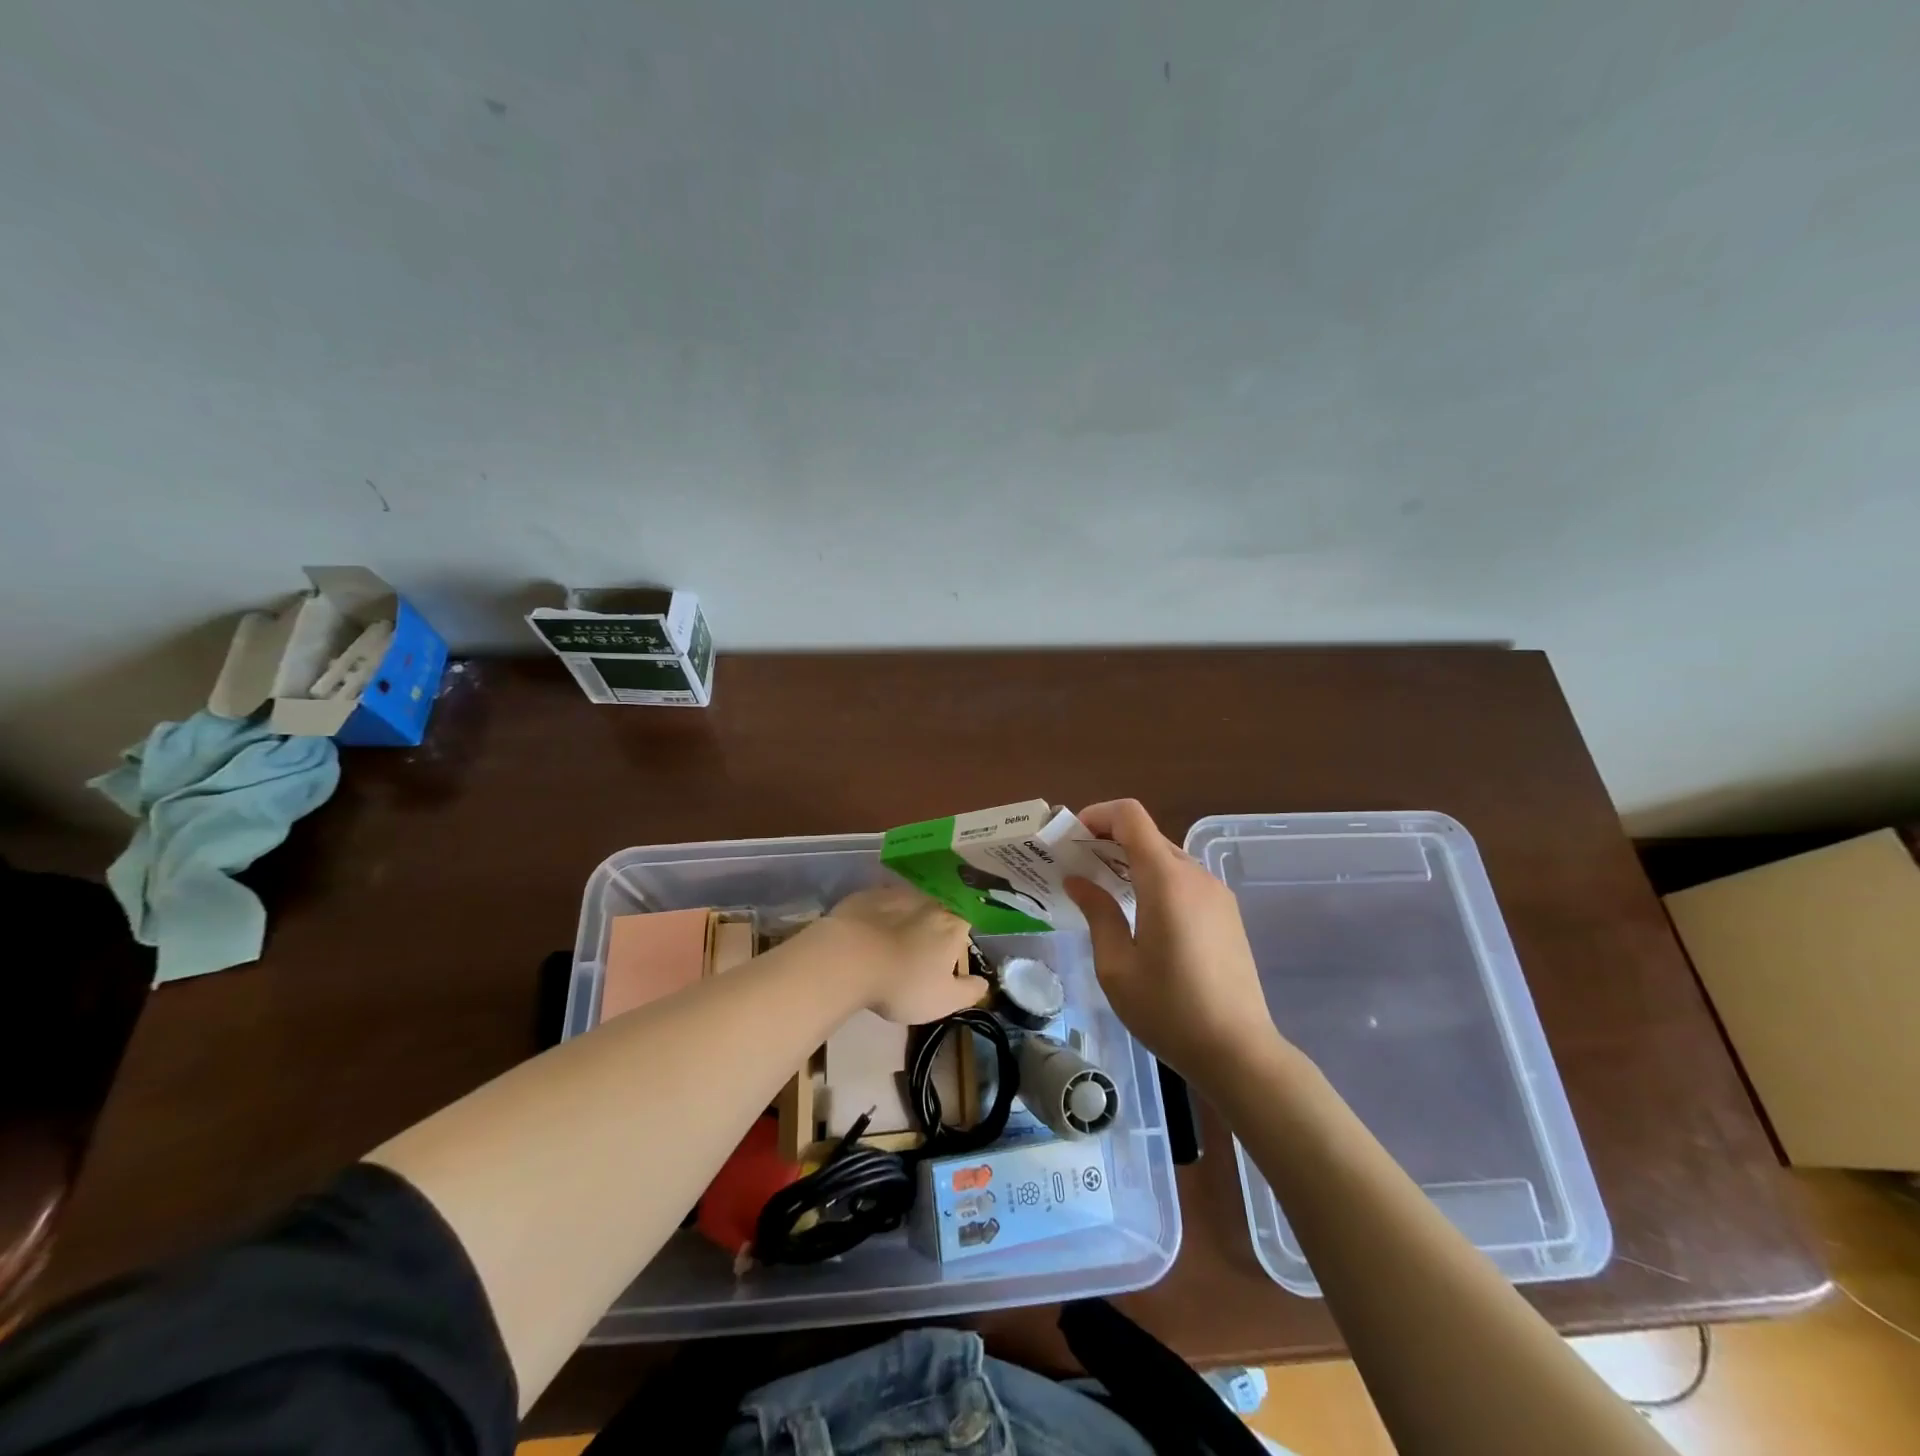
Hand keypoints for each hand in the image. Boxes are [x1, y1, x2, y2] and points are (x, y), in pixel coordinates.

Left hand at [816, 887, 987, 1024]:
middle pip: (938, 910)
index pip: (966, 922)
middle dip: (932, 926)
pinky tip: (868, 933)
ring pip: (908, 904)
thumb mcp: (944, 1001)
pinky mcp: (866, 894)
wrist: (848, 959)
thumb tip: (984, 983)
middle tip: (920, 950)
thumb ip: (969, 992)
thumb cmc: (904, 983)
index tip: (950, 954)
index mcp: (953, 924)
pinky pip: (880, 903)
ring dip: (905, 918)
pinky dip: (878, 915)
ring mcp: (896, 893)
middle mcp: (929, 900)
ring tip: (892, 940)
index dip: (959, 938)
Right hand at [1064, 799, 1285, 1083]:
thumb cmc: (1168, 1010)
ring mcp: (1216, 893)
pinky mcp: (1227, 913)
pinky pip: (1184, 879)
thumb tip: (1078, 880)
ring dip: (1132, 862)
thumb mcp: (1117, 966)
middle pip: (1147, 835)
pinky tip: (1140, 914)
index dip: (1098, 816)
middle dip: (1109, 841)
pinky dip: (1155, 880)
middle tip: (1078, 868)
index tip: (1072, 839)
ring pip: (1166, 857)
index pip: (1131, 817)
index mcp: (1165, 880)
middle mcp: (1195, 875)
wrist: (1239, 1052)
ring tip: (1103, 892)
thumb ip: (1098, 912)